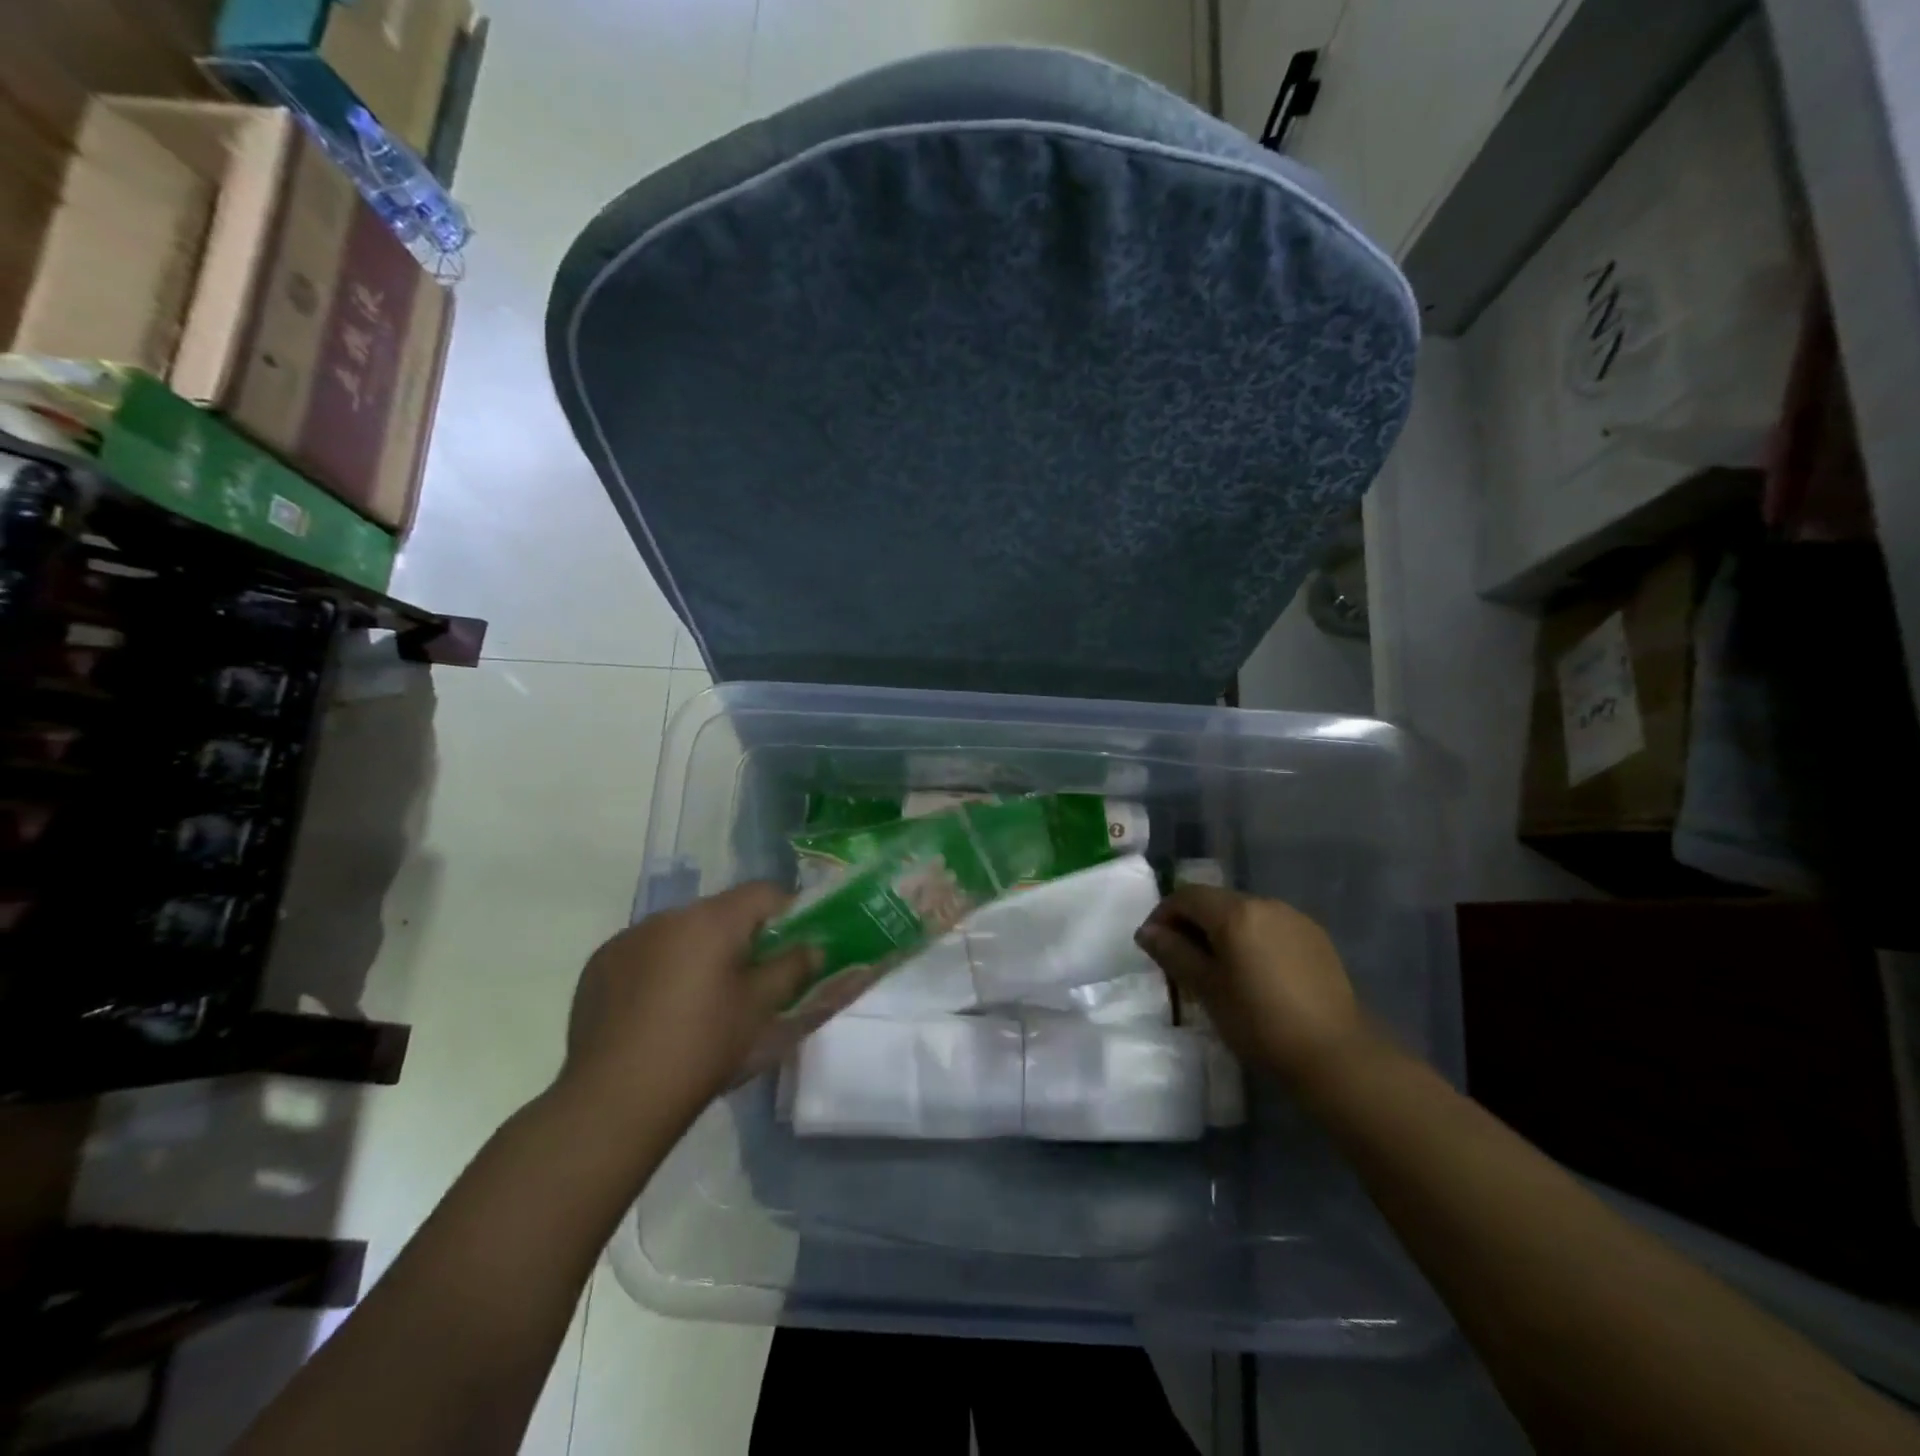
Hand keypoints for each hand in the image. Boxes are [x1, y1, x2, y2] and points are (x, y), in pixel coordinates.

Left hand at [561, 883, 864, 1127]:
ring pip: (680, 933)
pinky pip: (644, 953)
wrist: (613, 1101)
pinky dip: (661, 969)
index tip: (794, 947)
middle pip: (720, 912)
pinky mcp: (599, 966)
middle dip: (741, 938)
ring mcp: (627, 939)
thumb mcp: (760, 1009)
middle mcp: (667, 916)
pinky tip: (658, 1013)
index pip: (764, 892)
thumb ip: (794, 968)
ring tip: (701, 1002)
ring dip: (699, 952)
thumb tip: (815, 947)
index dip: (787, 914)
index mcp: (711, 919)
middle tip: (751, 982)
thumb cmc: (701, 1048)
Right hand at [1135, 885, 1372, 1087]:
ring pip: (1244, 914)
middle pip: (1216, 901)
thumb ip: (1173, 953)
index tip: (1153, 946)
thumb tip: (1147, 932)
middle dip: (1192, 924)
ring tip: (1217, 970)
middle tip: (1181, 961)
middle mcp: (1265, 902)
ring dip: (1222, 932)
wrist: (1335, 1055)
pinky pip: (1270, 928)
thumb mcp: (1206, 989)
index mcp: (1235, 912)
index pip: (1186, 896)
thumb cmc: (1259, 1022)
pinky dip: (1251, 940)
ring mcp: (1295, 918)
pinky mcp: (1316, 938)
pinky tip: (1254, 974)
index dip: (1162, 915)